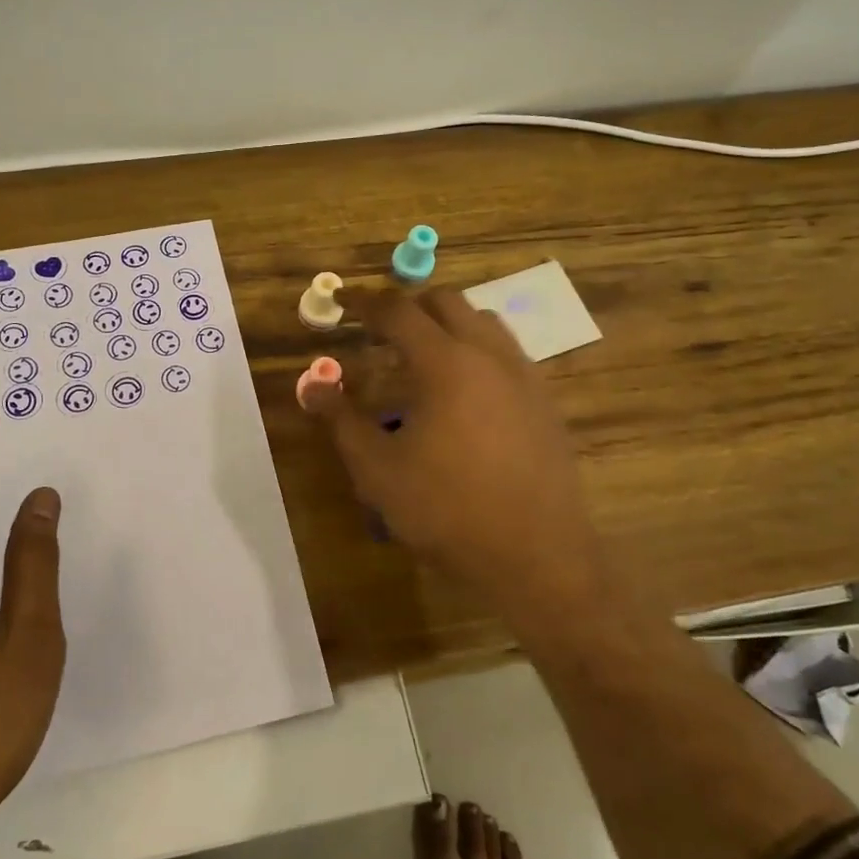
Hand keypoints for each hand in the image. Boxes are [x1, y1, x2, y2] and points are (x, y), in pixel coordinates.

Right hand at [308, 287, 600, 613]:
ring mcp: (524, 376)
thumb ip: (341, 420)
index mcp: (445, 363)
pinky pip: (506, 353)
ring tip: (421, 360)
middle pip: (446, 302)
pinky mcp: (544, 402)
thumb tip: (313, 385)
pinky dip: (476, 352)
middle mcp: (489, 355)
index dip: (365, 303)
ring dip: (447, 326)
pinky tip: (463, 396)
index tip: (343, 302)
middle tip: (379, 333)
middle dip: (408, 307)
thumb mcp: (377, 470)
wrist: (536, 556)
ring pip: (483, 322)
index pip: (398, 311)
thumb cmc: (447, 510)